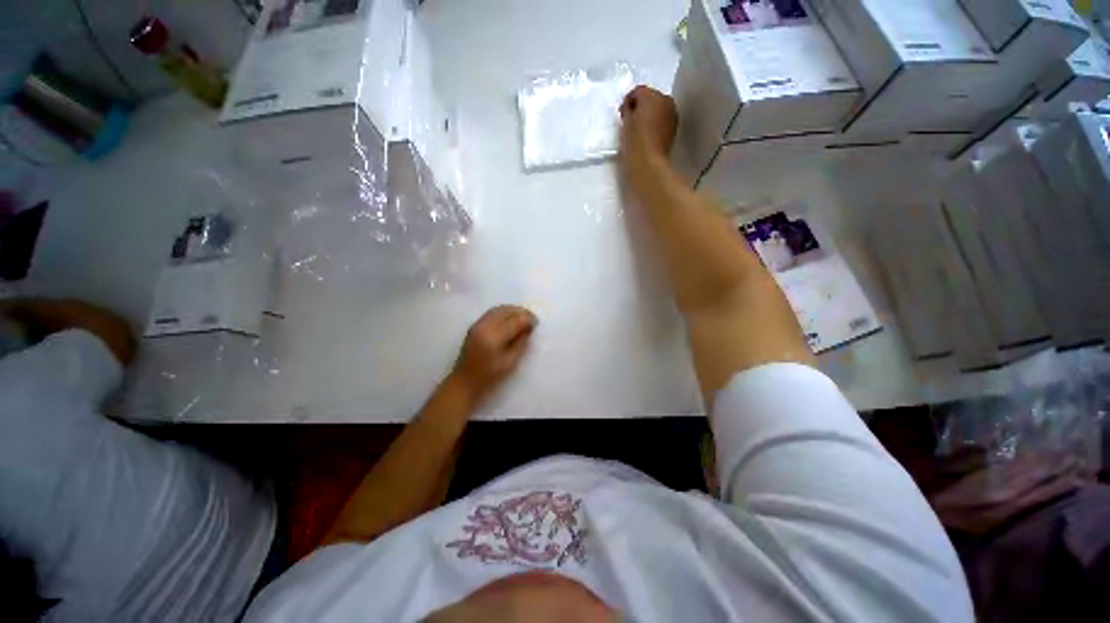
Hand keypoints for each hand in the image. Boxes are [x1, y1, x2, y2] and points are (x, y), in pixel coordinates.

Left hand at [449, 305, 537, 406]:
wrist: (465, 381)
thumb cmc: (489, 376)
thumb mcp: (510, 362)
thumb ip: (521, 343)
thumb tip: (528, 328)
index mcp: (494, 337)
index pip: (515, 321)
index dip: (528, 319)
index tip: (536, 323)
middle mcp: (485, 326)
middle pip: (507, 311)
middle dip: (521, 312)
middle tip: (532, 318)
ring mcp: (478, 324)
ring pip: (499, 309)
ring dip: (513, 310)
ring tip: (523, 316)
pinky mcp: (475, 325)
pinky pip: (492, 312)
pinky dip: (504, 312)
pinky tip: (510, 318)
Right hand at [619, 85, 678, 169]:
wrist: (648, 163)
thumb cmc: (634, 141)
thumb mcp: (625, 122)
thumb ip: (627, 109)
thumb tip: (630, 108)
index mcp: (652, 94)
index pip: (637, 91)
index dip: (627, 101)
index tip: (621, 114)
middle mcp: (666, 100)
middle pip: (650, 98)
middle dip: (641, 107)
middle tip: (630, 121)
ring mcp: (672, 114)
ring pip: (658, 109)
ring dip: (649, 115)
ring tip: (638, 130)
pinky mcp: (674, 129)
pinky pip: (662, 120)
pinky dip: (655, 124)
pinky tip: (647, 136)